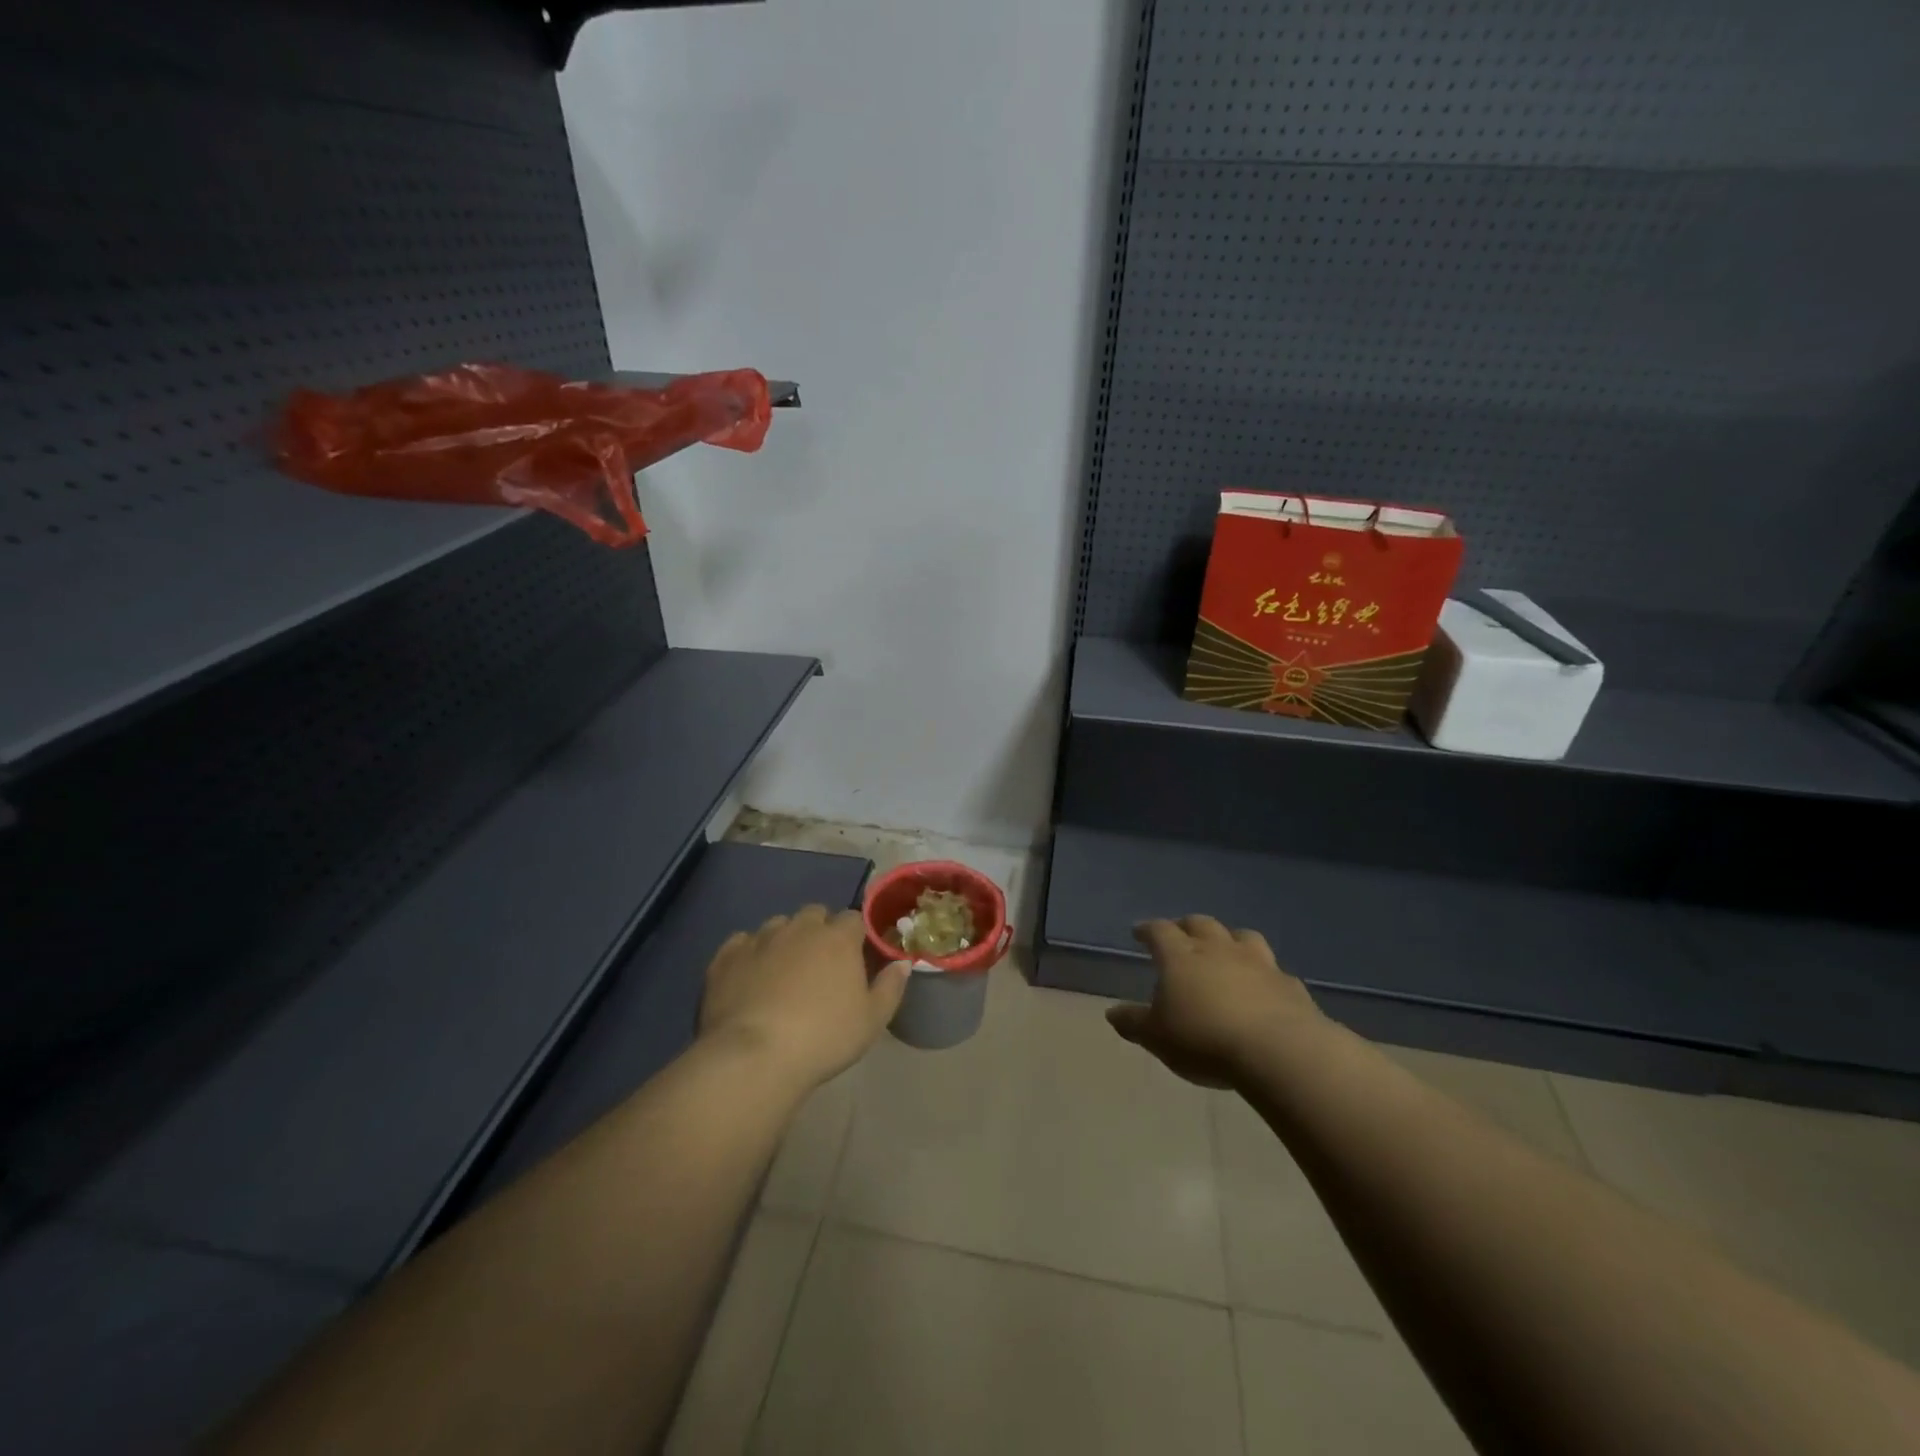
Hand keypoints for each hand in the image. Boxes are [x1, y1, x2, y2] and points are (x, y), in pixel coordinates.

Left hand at [699, 905, 909, 1090]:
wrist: (755, 1056)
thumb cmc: (824, 1038)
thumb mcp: (872, 1020)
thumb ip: (891, 987)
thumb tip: (903, 963)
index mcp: (838, 938)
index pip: (853, 918)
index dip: (856, 935)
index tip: (856, 957)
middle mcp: (800, 928)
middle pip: (815, 914)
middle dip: (820, 930)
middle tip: (821, 964)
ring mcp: (760, 939)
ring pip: (778, 924)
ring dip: (785, 938)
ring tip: (784, 970)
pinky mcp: (727, 956)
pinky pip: (742, 942)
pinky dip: (749, 952)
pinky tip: (750, 975)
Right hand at [1107, 916, 1322, 1087]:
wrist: (1278, 1051)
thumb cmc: (1204, 1040)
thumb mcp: (1157, 1037)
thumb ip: (1134, 1022)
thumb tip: (1112, 1012)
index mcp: (1180, 956)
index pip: (1159, 931)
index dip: (1148, 929)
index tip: (1140, 932)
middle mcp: (1218, 949)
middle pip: (1200, 924)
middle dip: (1187, 926)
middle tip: (1180, 934)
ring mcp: (1258, 962)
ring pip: (1242, 936)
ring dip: (1230, 939)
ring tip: (1225, 949)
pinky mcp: (1289, 984)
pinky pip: (1273, 970)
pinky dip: (1264, 973)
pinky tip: (1264, 986)